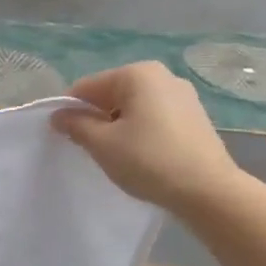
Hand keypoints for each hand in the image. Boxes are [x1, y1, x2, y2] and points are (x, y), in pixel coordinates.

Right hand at [52, 63, 241, 214]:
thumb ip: (75, 125)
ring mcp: (183, 95)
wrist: (208, 191)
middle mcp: (162, 75)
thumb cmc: (148, 160)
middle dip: (96, 117)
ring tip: (116, 154)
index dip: (69, 111)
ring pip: (133, 106)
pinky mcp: (195, 116)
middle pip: (111, 93)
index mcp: (137, 74)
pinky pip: (154, 116)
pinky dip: (140, 130)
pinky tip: (140, 155)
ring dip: (117, 125)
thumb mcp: (102, 144)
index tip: (63, 136)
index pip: (86, 87)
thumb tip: (58, 116)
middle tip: (89, 148)